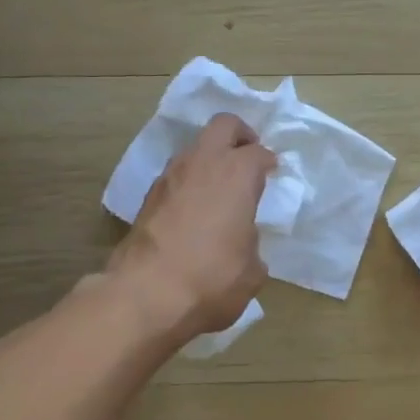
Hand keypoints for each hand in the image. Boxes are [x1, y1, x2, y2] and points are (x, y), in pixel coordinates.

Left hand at [108, 114, 275, 344]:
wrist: (146, 294)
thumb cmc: (212, 278)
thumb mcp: (252, 270)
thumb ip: (252, 245)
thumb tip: (242, 242)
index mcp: (237, 174)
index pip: (259, 153)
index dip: (269, 162)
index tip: (273, 173)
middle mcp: (203, 164)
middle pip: (223, 125)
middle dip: (239, 135)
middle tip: (248, 157)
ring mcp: (170, 177)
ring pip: (194, 148)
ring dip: (210, 159)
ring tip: (220, 187)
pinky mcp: (147, 197)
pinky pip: (176, 175)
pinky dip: (189, 182)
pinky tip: (194, 209)